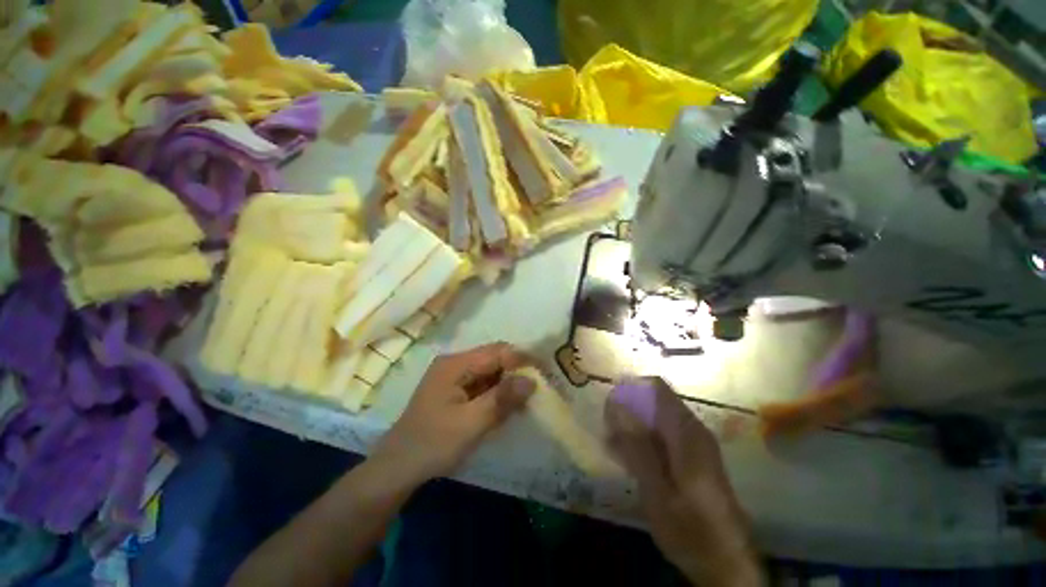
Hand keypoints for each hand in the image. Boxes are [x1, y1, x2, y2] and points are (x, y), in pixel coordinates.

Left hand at [372, 342, 534, 484]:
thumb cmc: (433, 444)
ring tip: (527, 399)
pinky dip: (497, 393)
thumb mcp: (471, 423)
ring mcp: (454, 376)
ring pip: (491, 371)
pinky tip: (507, 407)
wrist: (397, 468)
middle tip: (538, 387)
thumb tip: (531, 380)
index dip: (523, 359)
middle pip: (494, 358)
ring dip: (508, 383)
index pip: (497, 352)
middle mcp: (455, 363)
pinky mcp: (455, 390)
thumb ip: (501, 399)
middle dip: (517, 371)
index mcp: (456, 364)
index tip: (545, 371)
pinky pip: (483, 384)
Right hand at [605, 378, 761, 586]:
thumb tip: (616, 404)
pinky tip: (627, 458)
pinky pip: (662, 435)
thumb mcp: (656, 490)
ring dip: (632, 425)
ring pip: (656, 417)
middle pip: (654, 400)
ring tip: (612, 445)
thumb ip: (637, 445)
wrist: (725, 565)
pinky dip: (643, 440)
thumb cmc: (690, 530)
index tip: (608, 402)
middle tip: (607, 429)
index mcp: (686, 432)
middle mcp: (692, 429)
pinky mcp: (693, 456)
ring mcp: (694, 443)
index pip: (656, 387)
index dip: (629, 387)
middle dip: (627, 408)